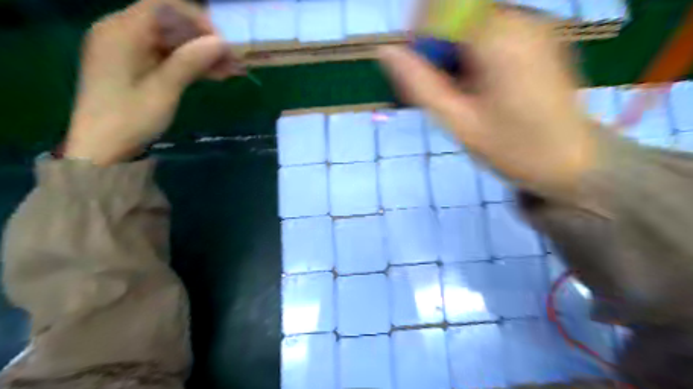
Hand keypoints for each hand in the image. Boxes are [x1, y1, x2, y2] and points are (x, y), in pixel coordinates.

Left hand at [65, 0, 238, 164]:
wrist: (102, 148)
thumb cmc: (130, 118)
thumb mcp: (163, 89)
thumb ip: (190, 61)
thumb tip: (221, 41)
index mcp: (121, 31)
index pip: (162, 5)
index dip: (196, 18)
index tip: (221, 41)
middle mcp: (122, 33)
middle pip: (170, 24)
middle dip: (204, 40)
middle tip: (233, 60)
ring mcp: (129, 50)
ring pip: (173, 42)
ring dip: (202, 54)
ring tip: (231, 70)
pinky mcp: (136, 66)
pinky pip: (168, 57)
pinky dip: (191, 65)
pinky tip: (214, 75)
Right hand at [379, 7, 595, 200]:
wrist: (571, 162)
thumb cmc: (512, 149)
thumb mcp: (458, 122)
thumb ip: (421, 85)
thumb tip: (388, 52)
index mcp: (500, 42)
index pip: (446, 7)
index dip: (421, 30)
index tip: (416, 65)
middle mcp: (522, 21)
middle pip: (460, 9)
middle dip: (437, 41)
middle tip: (438, 85)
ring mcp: (535, 26)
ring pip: (475, 18)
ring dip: (454, 47)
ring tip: (460, 89)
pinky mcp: (540, 36)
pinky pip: (493, 28)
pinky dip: (474, 49)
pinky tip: (479, 82)